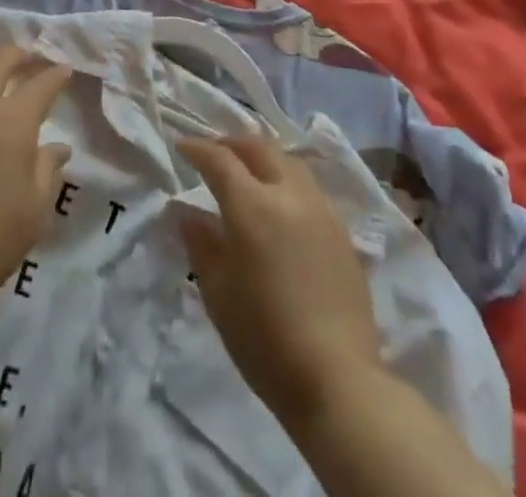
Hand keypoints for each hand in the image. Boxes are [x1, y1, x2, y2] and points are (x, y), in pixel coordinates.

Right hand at [177, 136, 382, 430]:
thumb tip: (189, 213)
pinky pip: (310, 189)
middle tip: (215, 153)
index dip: (197, 148)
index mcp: (252, 205)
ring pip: (289, 163)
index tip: (182, 146)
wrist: (338, 381)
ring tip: (250, 172)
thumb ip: (201, 244)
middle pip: (260, 148)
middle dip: (233, 143)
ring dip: (264, 158)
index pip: (219, 159)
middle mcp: (288, 195)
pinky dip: (288, 182)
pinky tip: (282, 206)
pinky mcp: (343, 234)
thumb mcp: (217, 293)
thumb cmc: (265, 339)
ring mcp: (321, 211)